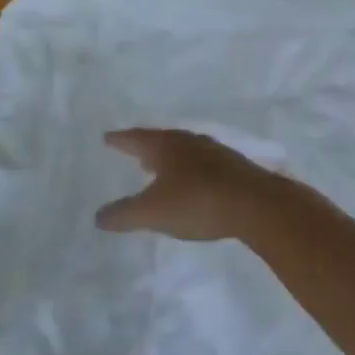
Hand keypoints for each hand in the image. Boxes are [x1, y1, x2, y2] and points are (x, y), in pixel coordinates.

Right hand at [96, 128, 282, 241]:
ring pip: (187, 151)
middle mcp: (192, 142)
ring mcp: (217, 153)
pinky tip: (193, 183)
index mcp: (168, 146)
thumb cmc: (197, 202)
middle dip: (148, 147)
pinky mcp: (236, 169)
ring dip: (171, 158)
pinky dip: (191, 170)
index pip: (138, 138)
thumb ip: (123, 214)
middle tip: (135, 151)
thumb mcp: (152, 213)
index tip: (108, 138)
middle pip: (164, 140)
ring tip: (160, 168)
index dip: (121, 140)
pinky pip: (205, 165)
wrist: (255, 204)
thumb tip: (99, 216)